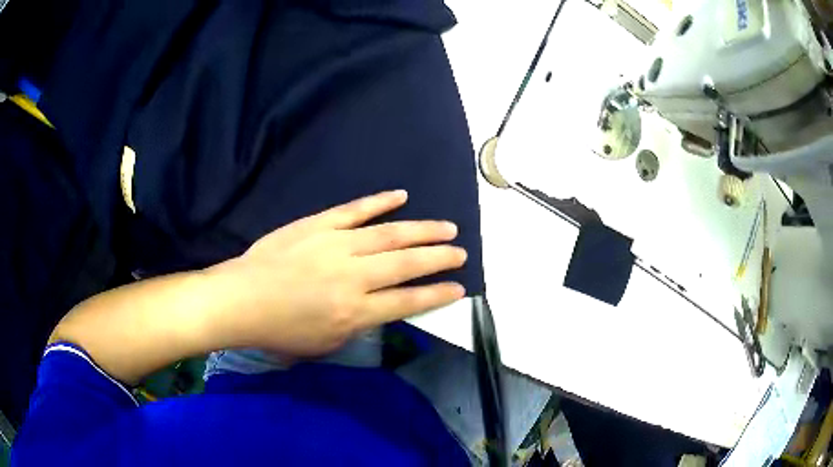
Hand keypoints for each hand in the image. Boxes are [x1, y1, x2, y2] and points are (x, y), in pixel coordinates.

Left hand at [211, 190, 466, 356]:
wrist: (242, 299)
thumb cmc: (280, 331)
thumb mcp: (325, 345)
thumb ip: (357, 327)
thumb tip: (377, 310)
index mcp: (354, 312)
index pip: (407, 302)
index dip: (436, 294)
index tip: (458, 288)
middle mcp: (353, 277)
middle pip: (406, 265)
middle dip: (438, 259)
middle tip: (460, 253)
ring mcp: (336, 245)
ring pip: (389, 235)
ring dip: (422, 231)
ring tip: (447, 228)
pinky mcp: (319, 224)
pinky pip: (355, 210)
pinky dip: (380, 202)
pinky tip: (402, 196)